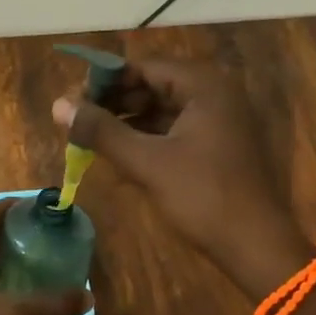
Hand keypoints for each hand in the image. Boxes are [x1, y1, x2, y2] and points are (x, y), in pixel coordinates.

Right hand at [53, 58, 309, 297]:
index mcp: (204, 86)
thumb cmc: (204, 197)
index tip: (73, 99)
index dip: (105, 80)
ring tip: (92, 138)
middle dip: (115, 101)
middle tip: (79, 120)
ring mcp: (220, 120)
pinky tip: (120, 154)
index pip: (144, 67)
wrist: (257, 247)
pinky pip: (175, 129)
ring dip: (128, 121)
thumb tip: (58, 104)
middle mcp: (215, 94)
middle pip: (153, 85)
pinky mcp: (219, 145)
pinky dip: (147, 138)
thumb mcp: (147, 162)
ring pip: (162, 109)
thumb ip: (101, 131)